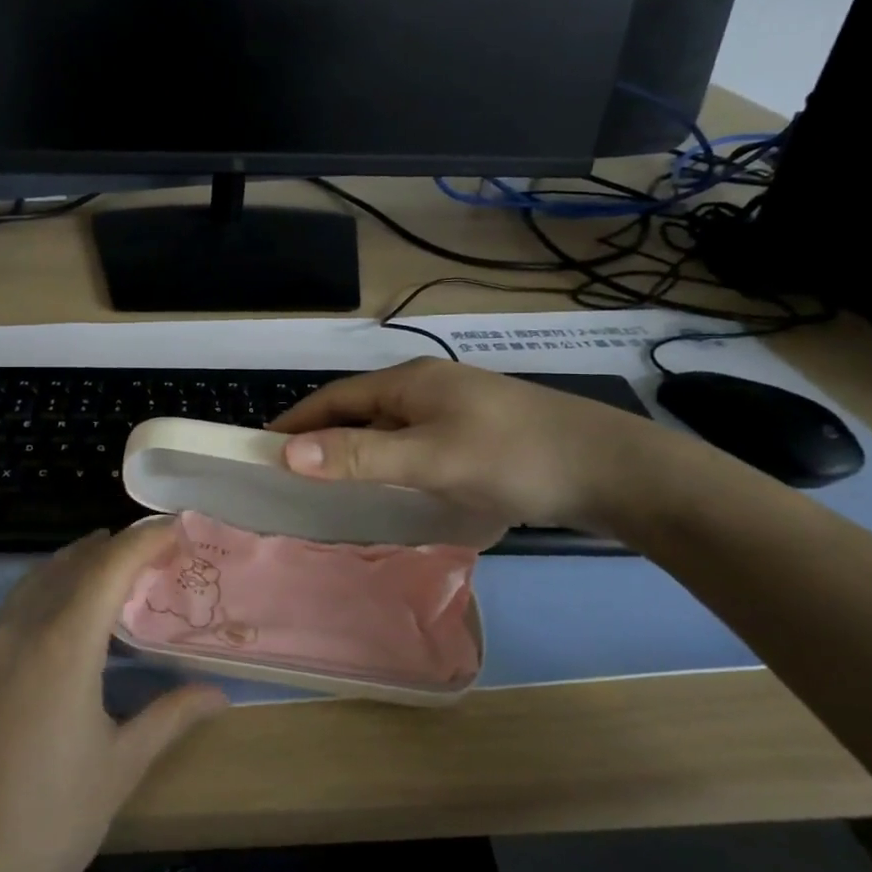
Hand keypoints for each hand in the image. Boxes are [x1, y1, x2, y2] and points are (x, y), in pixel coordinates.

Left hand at [0, 523, 228, 871]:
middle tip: (154, 549)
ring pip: (36, 579)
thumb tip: (218, 693)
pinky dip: (49, 588)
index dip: (145, 539)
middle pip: (70, 562)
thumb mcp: (118, 769)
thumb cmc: (45, 824)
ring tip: (113, 567)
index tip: (178, 526)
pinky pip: (15, 605)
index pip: (110, 565)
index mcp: (62, 642)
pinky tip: (65, 617)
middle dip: (114, 545)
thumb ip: (169, 717)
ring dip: (77, 561)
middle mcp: (20, 630)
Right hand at [268, 358, 668, 532]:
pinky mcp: (477, 435)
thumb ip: (362, 456)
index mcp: (410, 382)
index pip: (335, 397)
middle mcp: (428, 387)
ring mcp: (455, 410)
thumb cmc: (513, 456)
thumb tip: (289, 453)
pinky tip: (391, 489)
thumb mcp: (431, 458)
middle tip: (290, 475)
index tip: (261, 447)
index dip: (297, 421)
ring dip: (356, 451)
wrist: (611, 469)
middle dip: (323, 437)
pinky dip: (389, 462)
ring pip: (389, 429)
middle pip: (359, 411)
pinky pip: (415, 444)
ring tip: (331, 486)